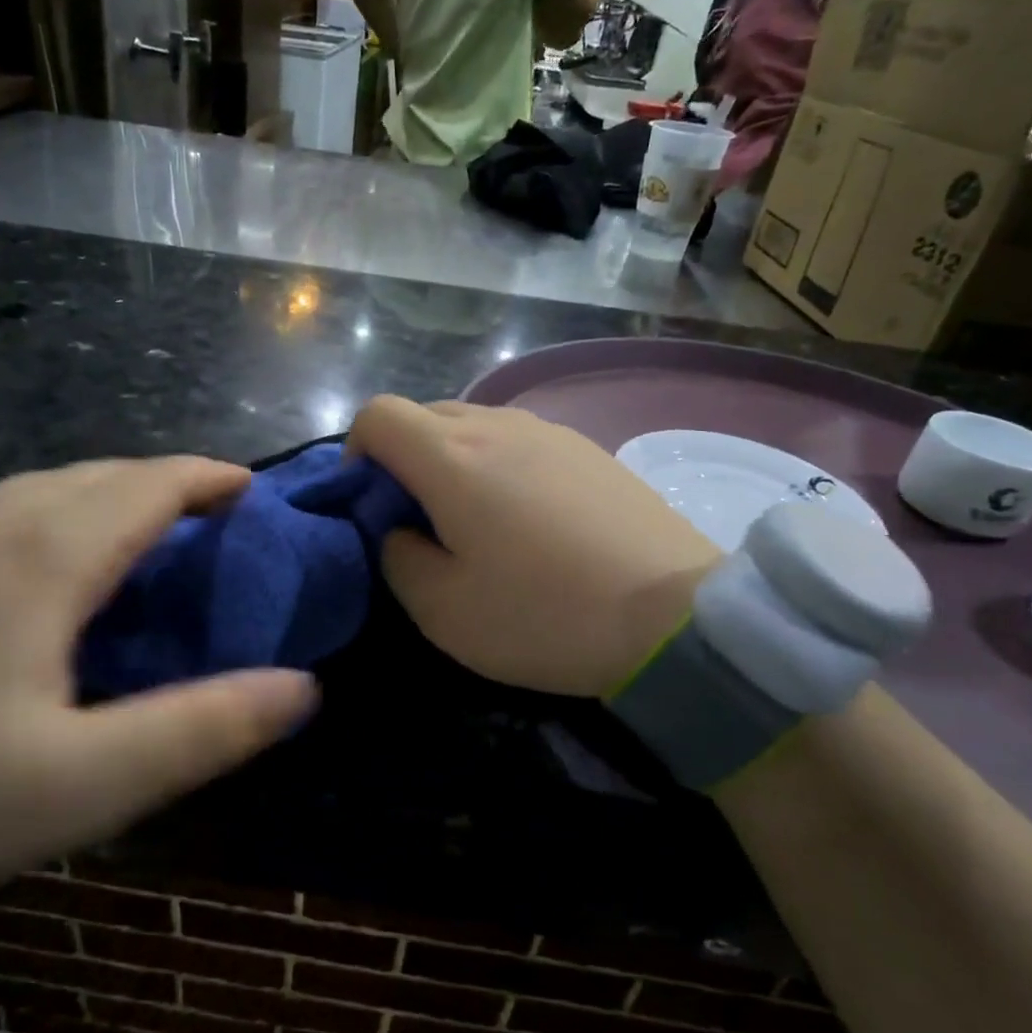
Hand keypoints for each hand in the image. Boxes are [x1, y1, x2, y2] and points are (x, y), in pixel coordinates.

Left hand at [0, 459, 316, 947]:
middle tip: (223, 538)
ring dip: (121, 500)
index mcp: (45, 553)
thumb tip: (303, 686)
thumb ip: (203, 728)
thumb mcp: (82, 784)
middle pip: (110, 473)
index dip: (216, 479)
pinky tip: (64, 575)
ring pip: (58, 487)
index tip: (262, 500)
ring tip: (157, 551)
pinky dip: (69, 517)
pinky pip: (14, 510)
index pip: (155, 482)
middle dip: (177, 488)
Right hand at [349, 397, 720, 695]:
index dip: (355, 454)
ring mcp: (550, 431)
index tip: (370, 505)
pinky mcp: (589, 449)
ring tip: (478, 525)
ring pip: (473, 425)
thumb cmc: (544, 615)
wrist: (676, 617)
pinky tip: (530, 523)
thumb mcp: (442, 610)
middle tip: (420, 523)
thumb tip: (399, 529)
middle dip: (402, 461)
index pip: (376, 415)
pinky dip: (498, 467)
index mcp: (452, 456)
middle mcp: (498, 424)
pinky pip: (519, 441)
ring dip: (453, 463)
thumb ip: (397, 557)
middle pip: (423, 415)